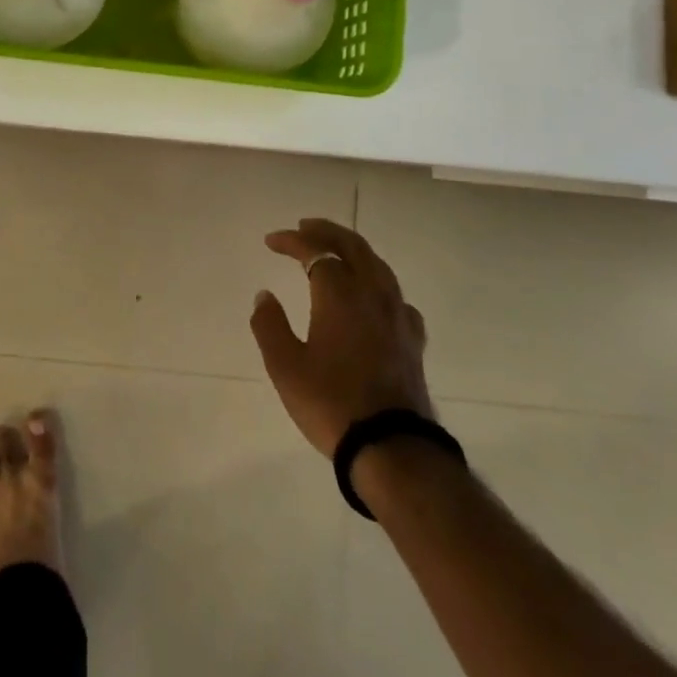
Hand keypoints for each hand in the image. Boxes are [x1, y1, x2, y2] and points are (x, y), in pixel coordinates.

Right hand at [250, 217, 432, 456]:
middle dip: (326, 232)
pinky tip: (373, 295)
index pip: (315, 251)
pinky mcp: (412, 339)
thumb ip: (270, 325)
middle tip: (304, 227)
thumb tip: (264, 296)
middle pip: (352, 247)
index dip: (292, 241)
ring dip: (353, 250)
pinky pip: (395, 295)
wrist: (392, 449)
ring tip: (336, 250)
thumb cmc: (331, 403)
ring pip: (378, 266)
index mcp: (339, 294)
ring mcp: (397, 316)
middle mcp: (372, 295)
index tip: (271, 241)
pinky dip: (377, 281)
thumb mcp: (285, 366)